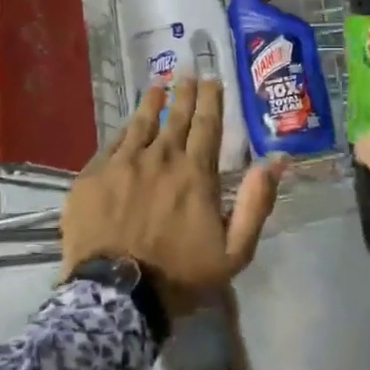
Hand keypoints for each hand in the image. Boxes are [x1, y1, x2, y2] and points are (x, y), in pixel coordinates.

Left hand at [63, 77, 285, 312]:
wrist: (117, 296)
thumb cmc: (180, 276)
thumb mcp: (234, 250)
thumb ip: (257, 203)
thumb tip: (276, 161)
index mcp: (196, 173)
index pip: (207, 125)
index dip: (211, 100)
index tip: (213, 80)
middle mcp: (161, 158)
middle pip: (175, 116)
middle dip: (184, 93)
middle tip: (188, 72)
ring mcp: (123, 164)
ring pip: (140, 123)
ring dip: (151, 102)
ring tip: (158, 85)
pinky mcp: (93, 176)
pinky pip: (111, 143)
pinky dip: (123, 130)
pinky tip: (126, 123)